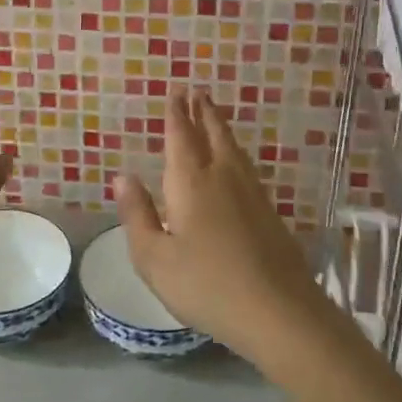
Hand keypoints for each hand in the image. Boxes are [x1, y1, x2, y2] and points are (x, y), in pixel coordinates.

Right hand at [116, 90, 330, 364]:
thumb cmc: (205, 285)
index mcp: (190, 182)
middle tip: (197, 91)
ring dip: (220, 127)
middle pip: (212, 134)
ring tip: (213, 115)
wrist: (278, 311)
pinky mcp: (269, 211)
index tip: (176, 92)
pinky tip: (235, 162)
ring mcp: (251, 192)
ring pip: (233, 148)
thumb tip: (123, 176)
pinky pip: (246, 166)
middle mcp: (222, 176)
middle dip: (202, 112)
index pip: (181, 137)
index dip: (177, 114)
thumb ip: (137, 214)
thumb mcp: (154, 258)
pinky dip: (235, 151)